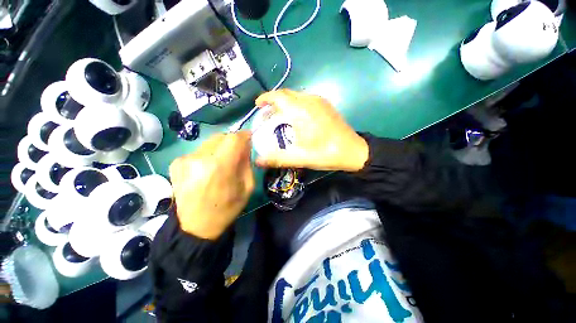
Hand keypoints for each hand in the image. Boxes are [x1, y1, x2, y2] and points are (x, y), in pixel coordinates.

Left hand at [169, 132, 254, 239]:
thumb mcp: (247, 187)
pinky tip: (207, 169)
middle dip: (232, 142)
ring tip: (222, 163)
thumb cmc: (227, 208)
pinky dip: (207, 155)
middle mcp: (200, 159)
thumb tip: (245, 147)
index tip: (249, 139)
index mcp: (220, 167)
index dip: (243, 136)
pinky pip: (199, 151)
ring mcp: (185, 160)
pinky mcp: (176, 163)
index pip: (234, 138)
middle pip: (221, 136)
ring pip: (210, 142)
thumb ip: (247, 163)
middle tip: (237, 153)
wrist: (195, 226)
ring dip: (220, 148)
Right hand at [255, 89, 368, 171]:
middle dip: (274, 101)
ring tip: (279, 115)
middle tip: (267, 114)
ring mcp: (320, 101)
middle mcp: (310, 101)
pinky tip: (296, 117)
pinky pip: (305, 99)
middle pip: (287, 94)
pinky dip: (295, 104)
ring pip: (296, 95)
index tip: (258, 105)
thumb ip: (278, 159)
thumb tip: (258, 161)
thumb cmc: (326, 153)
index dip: (266, 98)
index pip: (279, 96)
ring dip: (285, 103)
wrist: (353, 150)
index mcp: (302, 111)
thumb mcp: (300, 158)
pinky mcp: (326, 105)